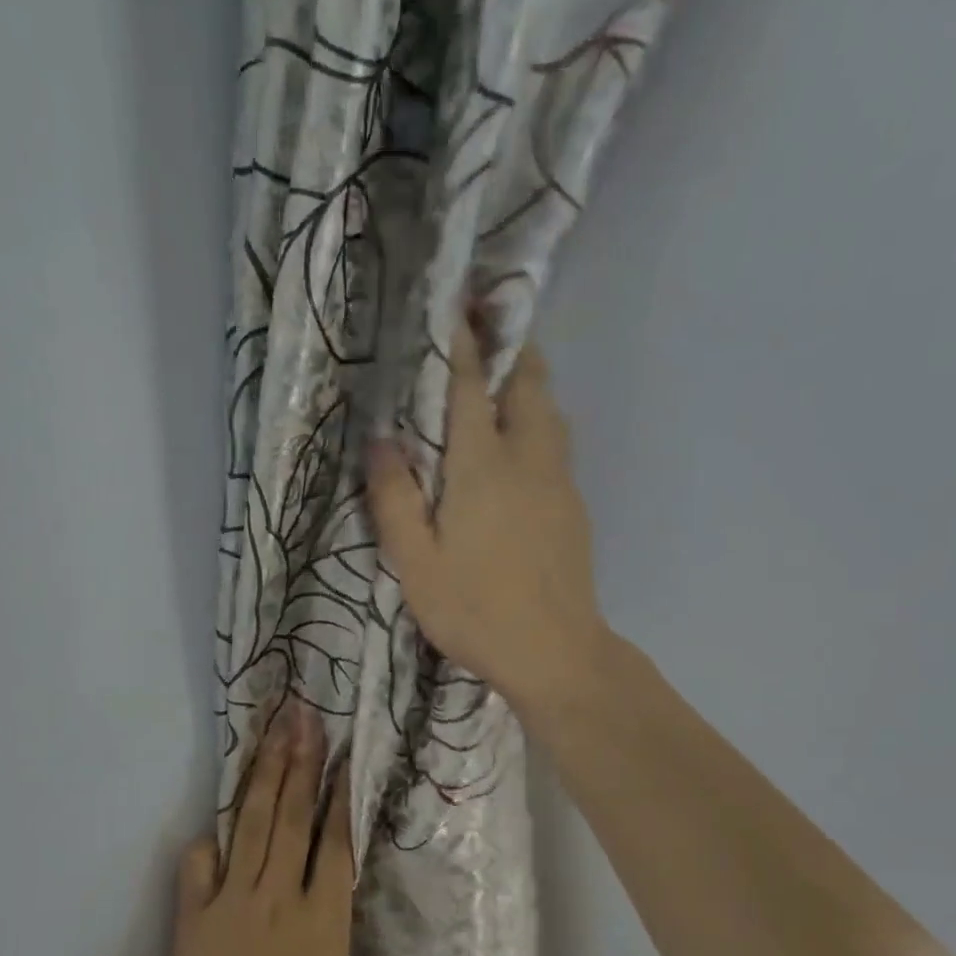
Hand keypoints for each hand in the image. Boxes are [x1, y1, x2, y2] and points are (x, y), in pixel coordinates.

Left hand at [164, 697, 353, 955]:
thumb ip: (329, 925)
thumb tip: (322, 885)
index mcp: (323, 917)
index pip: (335, 840)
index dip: (338, 793)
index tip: (341, 754)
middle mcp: (279, 896)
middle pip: (292, 816)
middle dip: (300, 761)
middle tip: (304, 717)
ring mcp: (232, 901)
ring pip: (252, 825)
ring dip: (265, 776)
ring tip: (274, 735)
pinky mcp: (194, 916)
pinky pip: (200, 866)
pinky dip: (210, 845)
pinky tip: (217, 830)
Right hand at [367, 318, 610, 716]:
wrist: (555, 653)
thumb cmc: (475, 610)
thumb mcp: (415, 562)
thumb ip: (395, 498)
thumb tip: (382, 441)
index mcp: (483, 466)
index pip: (470, 384)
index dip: (460, 339)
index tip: (453, 301)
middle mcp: (528, 458)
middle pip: (528, 382)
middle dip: (507, 348)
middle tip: (479, 335)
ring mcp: (559, 481)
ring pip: (549, 411)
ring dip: (526, 385)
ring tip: (495, 386)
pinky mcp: (573, 506)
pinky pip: (555, 444)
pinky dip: (536, 423)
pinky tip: (514, 450)